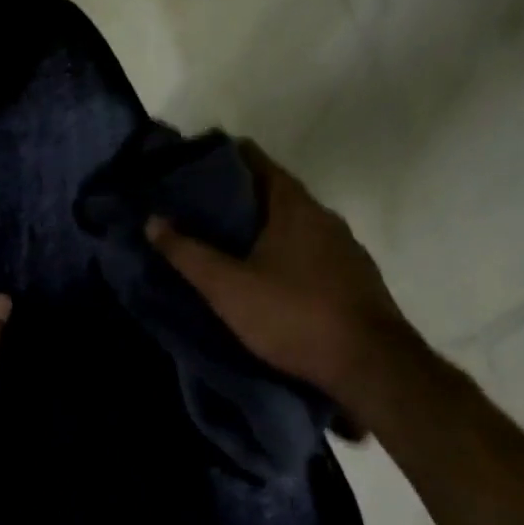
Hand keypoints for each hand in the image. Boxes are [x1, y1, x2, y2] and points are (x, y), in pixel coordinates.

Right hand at [145, 141, 421, 418]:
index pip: (255, 160)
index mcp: (294, 206)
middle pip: (273, 192)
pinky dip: (281, 253)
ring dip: (259, 229)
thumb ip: (188, 254)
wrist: (369, 364)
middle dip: (234, 199)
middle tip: (194, 214)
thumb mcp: (227, 288)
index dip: (219, 160)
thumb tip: (153, 220)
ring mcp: (344, 247)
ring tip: (222, 246)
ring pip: (292, 225)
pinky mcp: (352, 276)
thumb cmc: (293, 316)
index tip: (187, 171)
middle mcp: (324, 216)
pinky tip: (264, 277)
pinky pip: (308, 251)